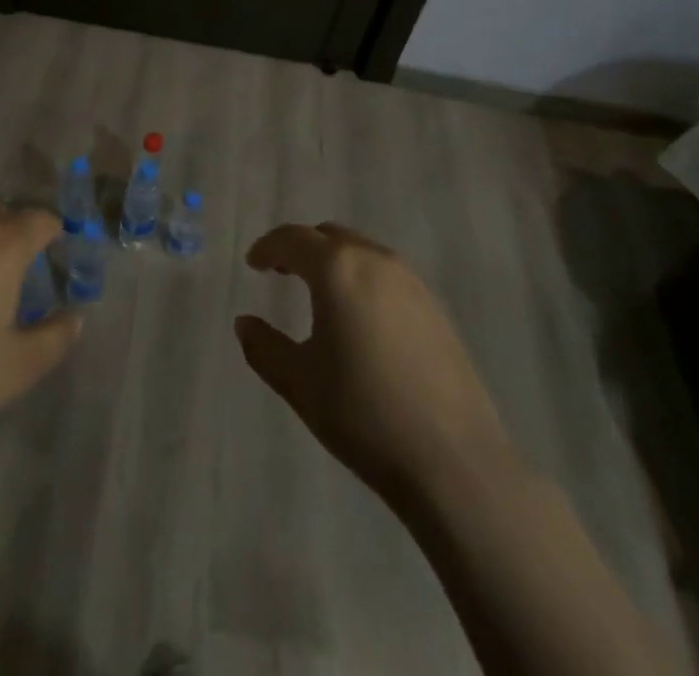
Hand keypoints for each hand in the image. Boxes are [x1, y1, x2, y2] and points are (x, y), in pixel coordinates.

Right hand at [235, 222, 509, 510]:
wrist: (454, 462)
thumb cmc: (364, 415)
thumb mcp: (300, 383)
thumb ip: (264, 347)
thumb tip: (245, 323)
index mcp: (338, 269)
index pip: (293, 239)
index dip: (268, 247)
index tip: (253, 264)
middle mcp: (376, 261)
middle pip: (330, 236)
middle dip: (301, 248)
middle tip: (281, 272)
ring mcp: (412, 282)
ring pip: (362, 252)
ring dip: (334, 262)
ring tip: (319, 294)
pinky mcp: (436, 308)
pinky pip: (387, 275)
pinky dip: (362, 279)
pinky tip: (359, 318)